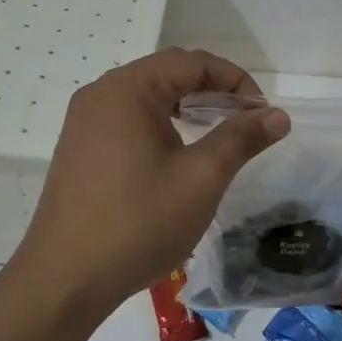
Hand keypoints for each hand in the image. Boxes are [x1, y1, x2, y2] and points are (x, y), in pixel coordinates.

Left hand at [11, 48, 288, 317]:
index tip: (262, 112)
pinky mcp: (78, 149)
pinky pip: (127, 120)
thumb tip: (276, 114)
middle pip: (167, 74)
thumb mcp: (201, 179)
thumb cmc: (138, 223)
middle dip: (212, 91)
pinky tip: (176, 156)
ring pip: (146, 98)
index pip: (191, 62)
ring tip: (218, 136)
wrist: (65, 279)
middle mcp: (100, 94)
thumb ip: (240, 139)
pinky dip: (160, 126)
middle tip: (245, 122)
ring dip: (186, 108)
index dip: (235, 79)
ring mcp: (84, 122)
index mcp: (127, 90)